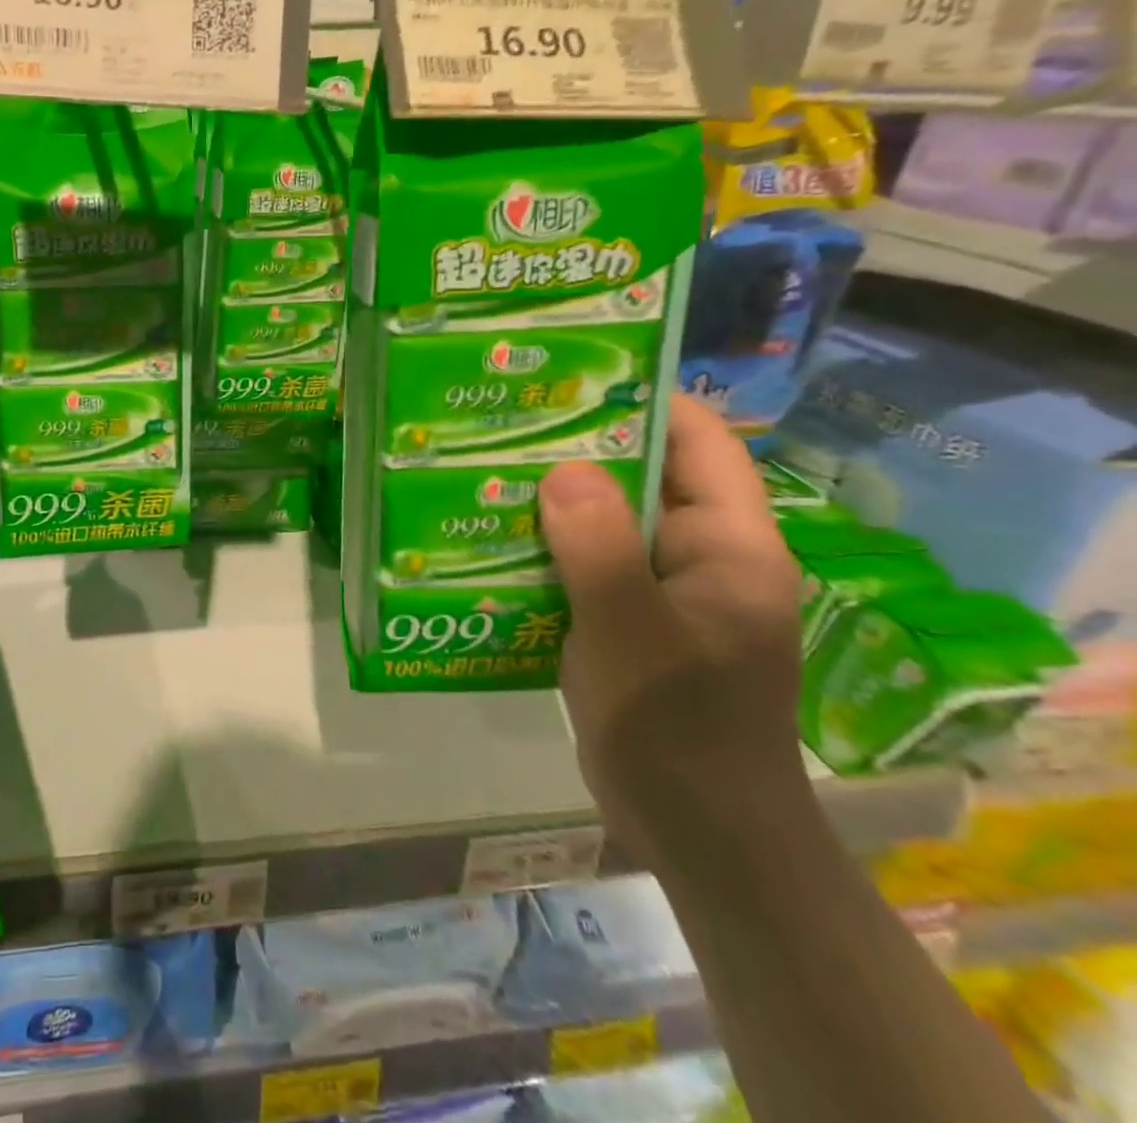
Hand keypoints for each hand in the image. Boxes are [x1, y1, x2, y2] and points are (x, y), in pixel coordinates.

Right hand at [540, 394, 808, 877]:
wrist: (699, 836)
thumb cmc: (678, 728)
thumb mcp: (632, 632)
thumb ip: (600, 547)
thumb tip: (561, 469)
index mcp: (729, 546)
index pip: (699, 443)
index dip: (644, 402)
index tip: (571, 378)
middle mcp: (703, 557)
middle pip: (644, 478)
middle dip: (578, 451)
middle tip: (505, 424)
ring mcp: (667, 593)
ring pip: (609, 523)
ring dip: (554, 503)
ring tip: (485, 473)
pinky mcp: (633, 623)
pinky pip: (589, 566)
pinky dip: (548, 550)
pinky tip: (494, 543)